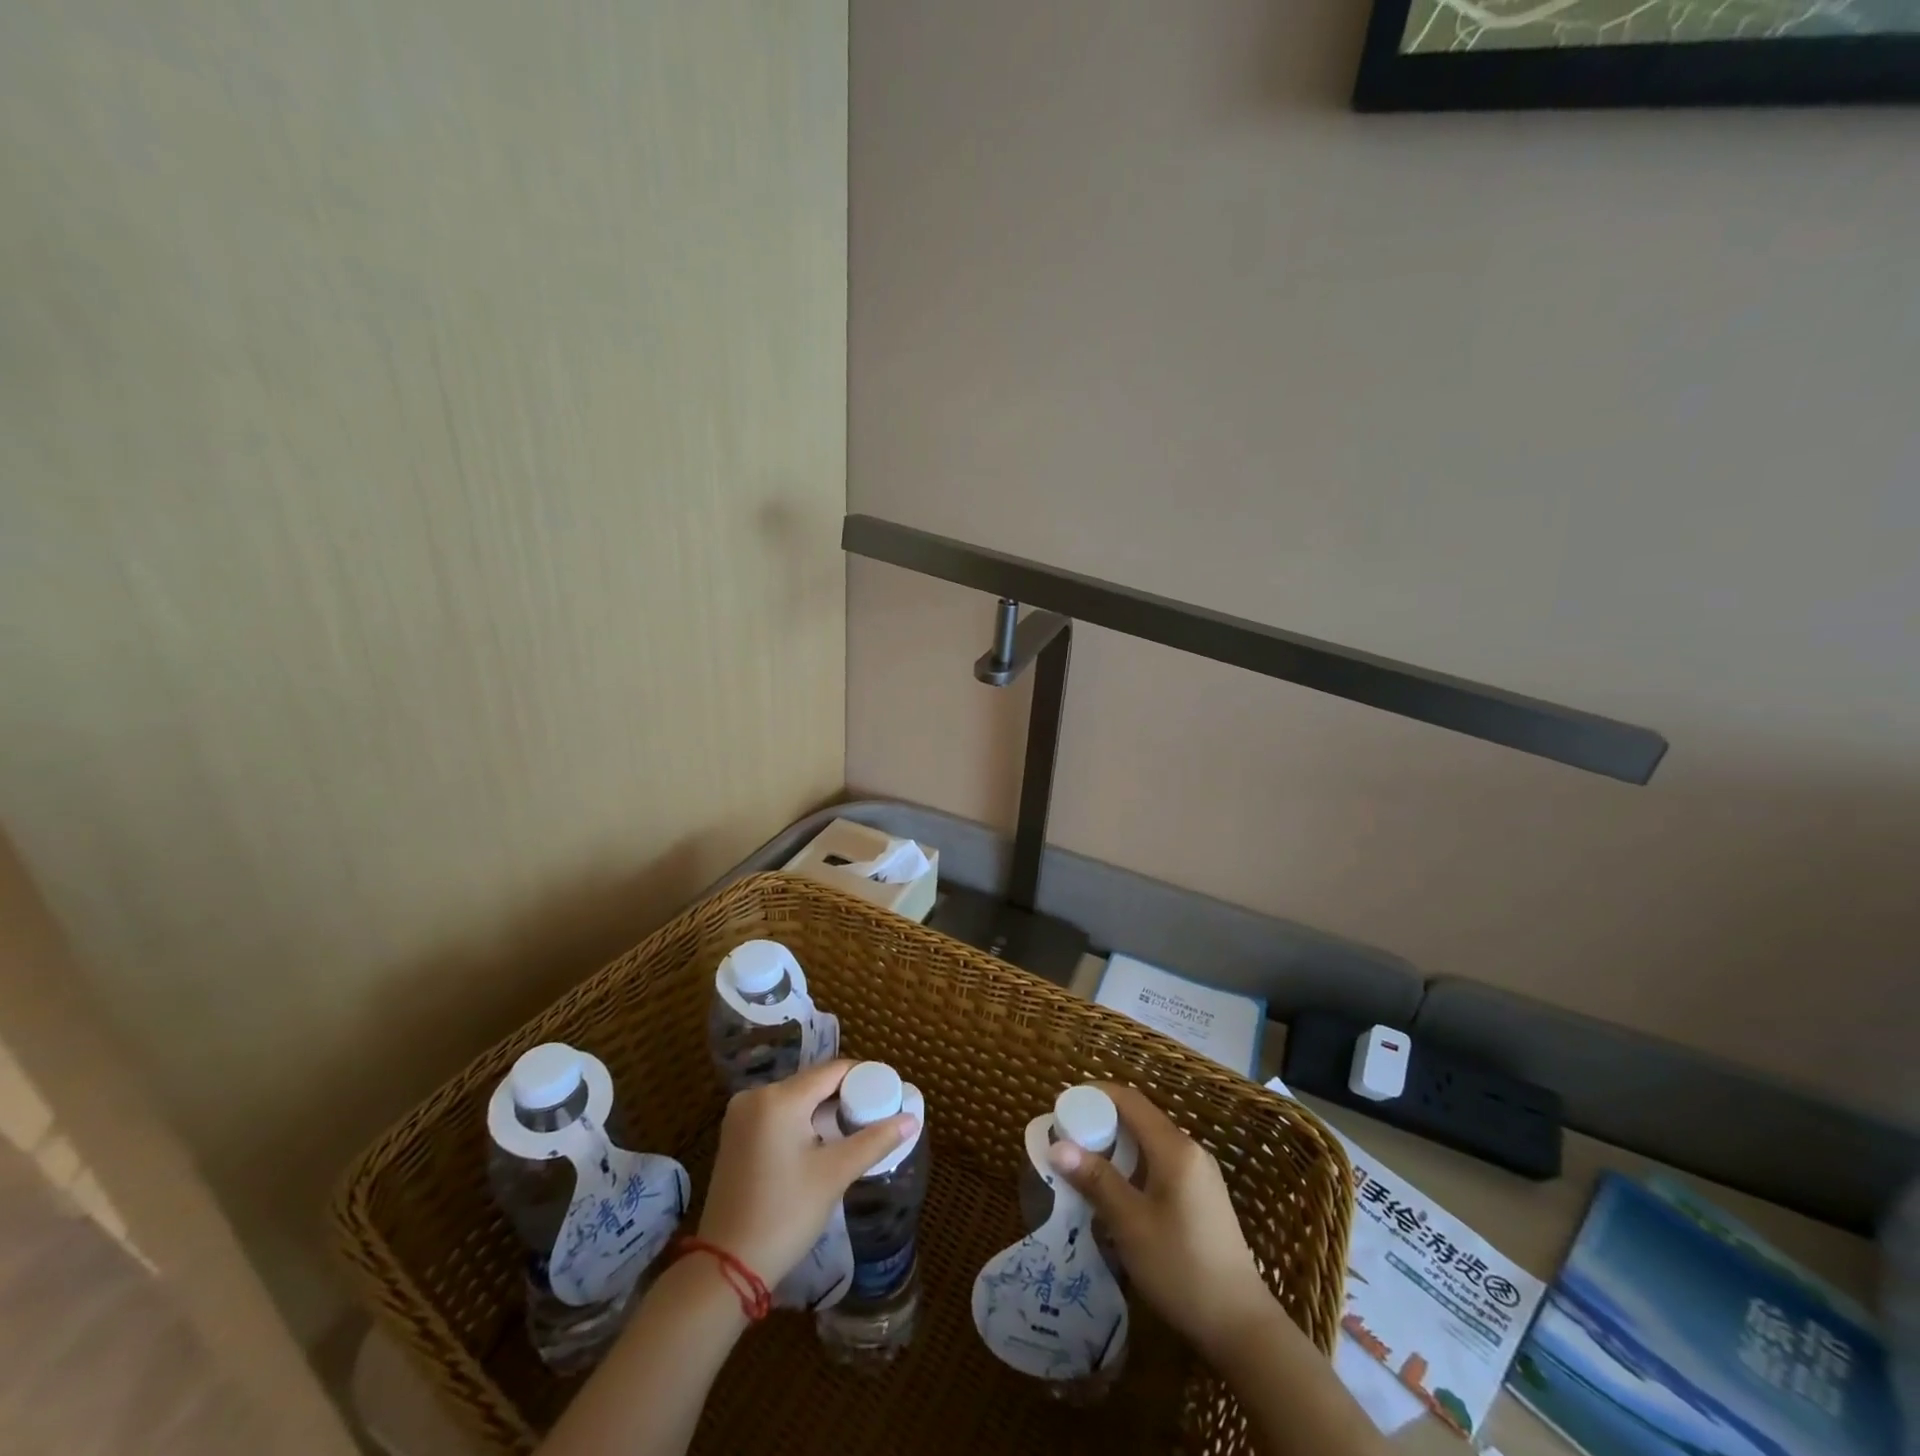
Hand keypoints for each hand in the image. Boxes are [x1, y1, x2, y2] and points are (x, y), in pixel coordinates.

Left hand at [696, 1059, 916, 1286]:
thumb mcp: (834, 1175)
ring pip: (795, 1098)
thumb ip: (874, 1141)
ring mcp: (741, 1115)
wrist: (726, 1268)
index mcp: (779, 1098)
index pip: (832, 1071)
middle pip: (813, 1082)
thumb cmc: (785, 1215)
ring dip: (823, 1108)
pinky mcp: (735, 1134)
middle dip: (845, 1094)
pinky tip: (822, 1139)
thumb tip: (911, 1119)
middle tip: (876, 1112)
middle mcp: (756, 1095)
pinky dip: (802, 1120)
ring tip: (855, 1126)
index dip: (864, 1077)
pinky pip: (778, 1113)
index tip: (888, 1092)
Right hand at [1048, 1083, 1279, 1360]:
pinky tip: (1117, 1194)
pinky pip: (1161, 1164)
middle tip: (1067, 1141)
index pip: (1129, 1100)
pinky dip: (1134, 1167)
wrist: (1242, 1326)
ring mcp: (1200, 1174)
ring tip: (1084, 1167)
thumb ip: (1096, 1180)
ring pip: (1149, 1144)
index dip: (1094, 1096)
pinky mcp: (1202, 1196)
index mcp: (1175, 1148)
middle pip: (1139, 1119)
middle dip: (1101, 1123)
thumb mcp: (1131, 1225)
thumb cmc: (1181, 1268)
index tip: (1063, 1106)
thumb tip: (1057, 1145)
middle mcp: (1190, 1150)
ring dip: (1116, 1147)